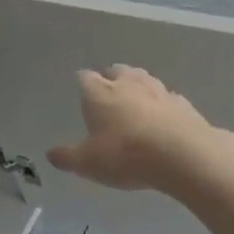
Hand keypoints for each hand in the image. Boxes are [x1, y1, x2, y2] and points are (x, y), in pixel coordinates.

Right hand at [46, 64, 233, 196]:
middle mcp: (127, 84)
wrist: (182, 155)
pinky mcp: (183, 104)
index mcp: (99, 93)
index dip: (83, 84)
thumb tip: (50, 154)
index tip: (82, 91)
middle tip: (109, 92)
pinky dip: (164, 103)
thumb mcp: (88, 163)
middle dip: (111, 78)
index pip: (85, 77)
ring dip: (138, 85)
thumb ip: (68, 157)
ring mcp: (158, 91)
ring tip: (136, 99)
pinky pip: (169, 97)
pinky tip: (164, 116)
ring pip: (144, 78)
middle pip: (116, 70)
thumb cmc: (125, 155)